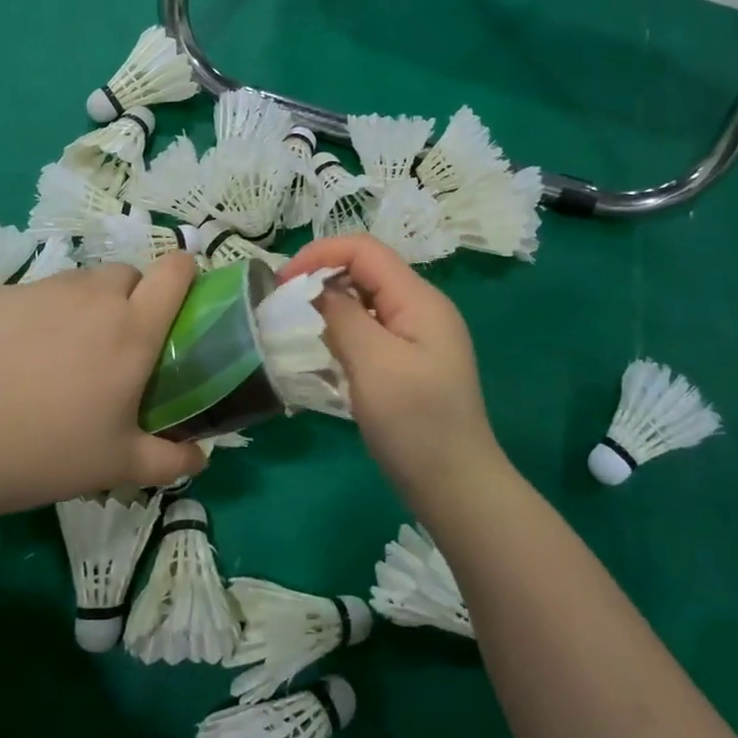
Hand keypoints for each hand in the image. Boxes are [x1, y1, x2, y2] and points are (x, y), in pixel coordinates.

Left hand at [0, 255, 207, 523]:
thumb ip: (170, 461)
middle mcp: (94, 297)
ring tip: (62, 352)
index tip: (178, 301)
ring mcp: (43, 290)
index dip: (184, 275)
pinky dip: (39, 315)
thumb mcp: (117, 466)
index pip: (175, 270)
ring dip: (86, 305)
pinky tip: (15, 357)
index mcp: (133, 329)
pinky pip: (35, 295)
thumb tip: (201, 457)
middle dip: (131, 297)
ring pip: (80, 282)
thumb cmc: (46, 453)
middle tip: (114, 344)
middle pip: (128, 273)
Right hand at [280, 236, 508, 510]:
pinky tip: (325, 352)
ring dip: (330, 305)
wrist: (456, 488)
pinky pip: (371, 330)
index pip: (365, 250)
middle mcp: (421, 309)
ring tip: (298, 326)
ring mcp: (417, 337)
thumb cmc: (415, 423)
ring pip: (366, 301)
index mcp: (419, 299)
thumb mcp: (373, 363)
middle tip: (283, 305)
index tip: (281, 281)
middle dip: (322, 277)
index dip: (320, 254)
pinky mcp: (410, 362)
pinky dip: (343, 331)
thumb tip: (315, 289)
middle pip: (366, 271)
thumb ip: (342, 316)